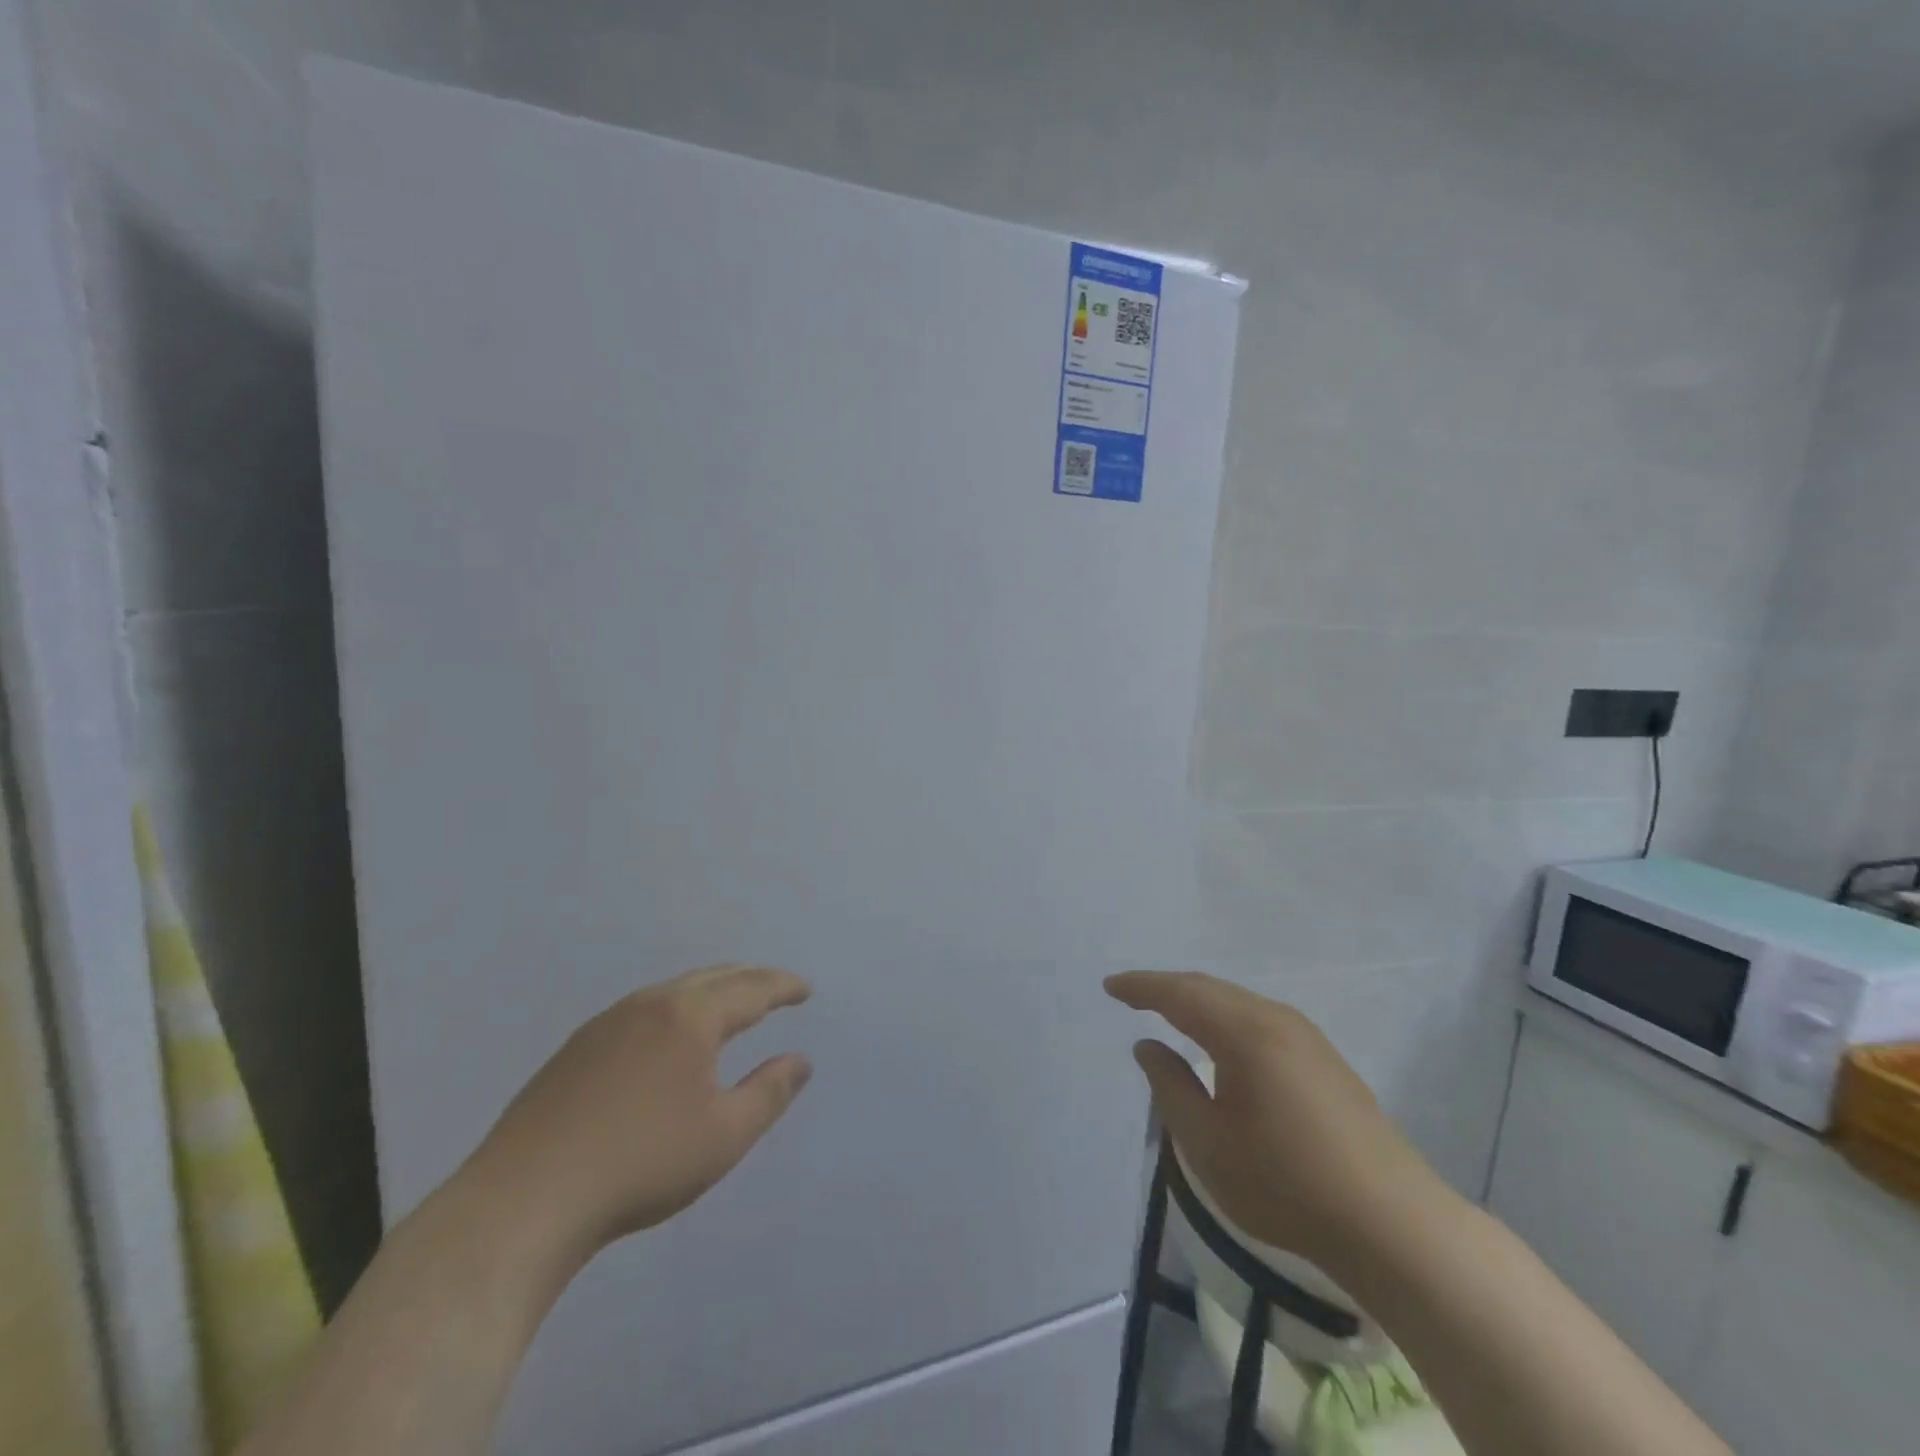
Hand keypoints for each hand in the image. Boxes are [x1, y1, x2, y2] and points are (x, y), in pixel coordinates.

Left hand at [463, 964, 813, 1272]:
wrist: (523, 1201)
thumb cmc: (640, 1166)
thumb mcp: (724, 1136)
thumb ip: (770, 1092)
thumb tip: (801, 1060)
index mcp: (690, 1017)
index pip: (751, 988)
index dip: (783, 986)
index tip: (806, 989)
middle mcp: (650, 1004)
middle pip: (712, 977)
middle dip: (750, 980)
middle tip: (775, 991)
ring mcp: (607, 1022)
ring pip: (673, 990)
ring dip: (711, 991)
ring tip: (729, 1008)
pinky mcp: (576, 1047)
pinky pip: (643, 1009)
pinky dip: (675, 1008)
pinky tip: (668, 1038)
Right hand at [1105, 970, 1449, 1277]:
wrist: (1392, 1224)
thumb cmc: (1286, 1185)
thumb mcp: (1208, 1144)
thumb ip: (1170, 1087)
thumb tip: (1148, 1046)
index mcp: (1244, 1032)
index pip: (1180, 994)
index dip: (1141, 987)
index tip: (1110, 986)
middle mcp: (1275, 1019)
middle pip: (1210, 988)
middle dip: (1167, 987)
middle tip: (1131, 994)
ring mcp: (1307, 1036)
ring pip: (1238, 1001)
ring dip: (1198, 1000)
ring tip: (1168, 1011)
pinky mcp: (1325, 1058)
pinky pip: (1260, 1018)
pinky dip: (1226, 1016)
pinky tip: (1221, 1038)